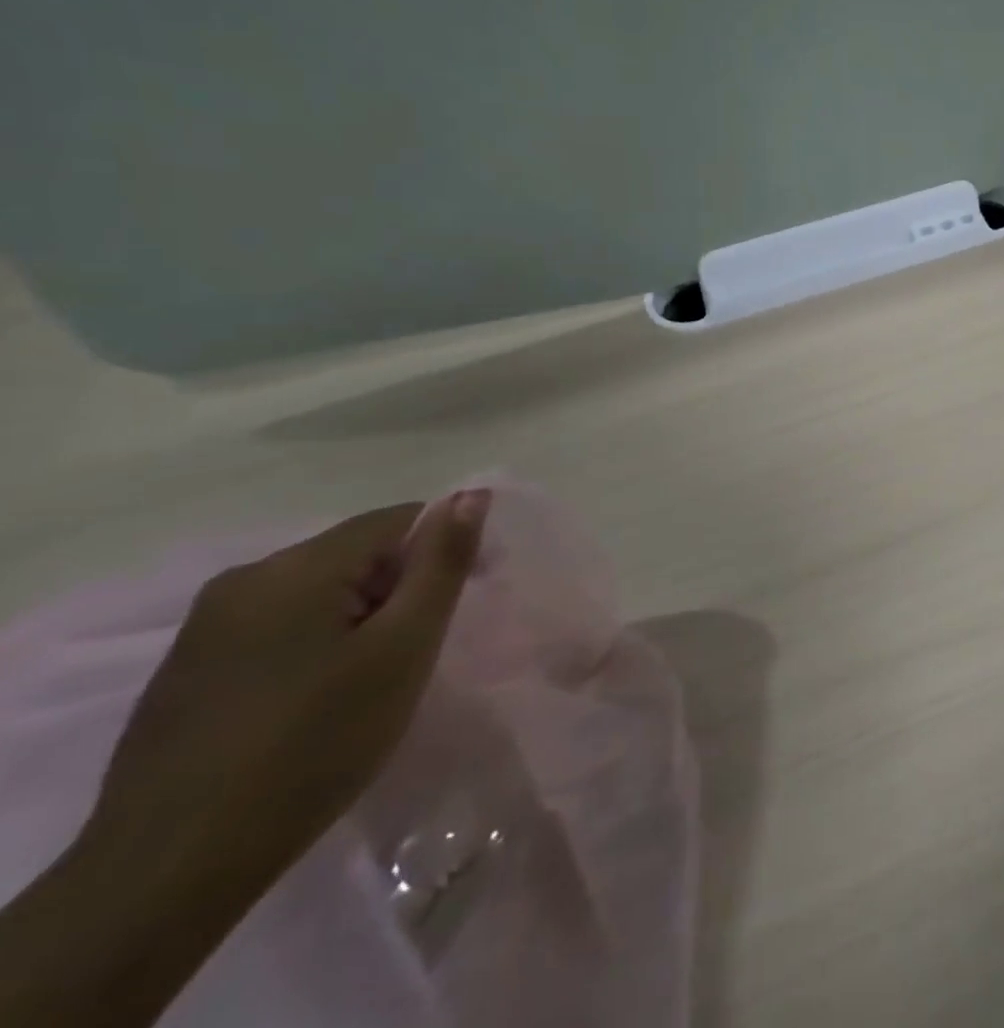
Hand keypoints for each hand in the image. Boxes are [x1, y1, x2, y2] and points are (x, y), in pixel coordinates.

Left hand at [86, 491, 489, 896]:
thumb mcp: (404, 648)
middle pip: (355, 554)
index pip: (399, 519)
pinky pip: (278, 629)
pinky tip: (318, 701)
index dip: (445, 548)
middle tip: (422, 649)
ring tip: (375, 678)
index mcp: (297, 566)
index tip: (468, 599)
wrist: (168, 874)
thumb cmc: (314, 745)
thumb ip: (442, 563)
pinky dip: (317, 644)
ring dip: (360, 617)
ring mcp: (204, 628)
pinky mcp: (186, 672)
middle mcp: (245, 579)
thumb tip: (472, 493)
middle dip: (401, 586)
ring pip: (317, 593)